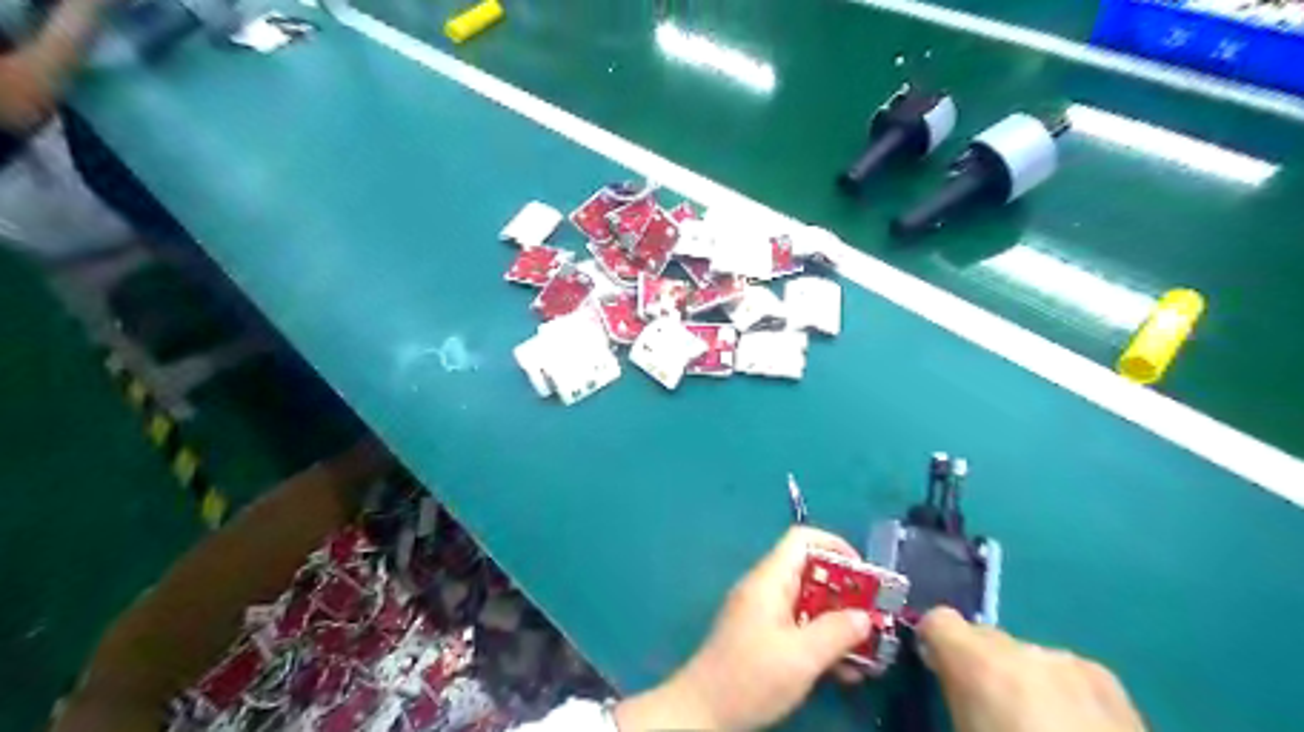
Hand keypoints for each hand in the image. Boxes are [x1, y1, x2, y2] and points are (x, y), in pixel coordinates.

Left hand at [614, 530, 874, 729]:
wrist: (703, 710)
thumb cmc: (751, 676)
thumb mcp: (801, 657)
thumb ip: (837, 632)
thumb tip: (866, 616)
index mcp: (769, 580)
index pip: (802, 539)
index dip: (835, 546)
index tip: (864, 575)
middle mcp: (765, 588)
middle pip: (810, 572)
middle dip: (845, 593)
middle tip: (874, 619)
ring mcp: (762, 612)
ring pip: (808, 603)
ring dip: (837, 623)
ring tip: (867, 652)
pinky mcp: (762, 636)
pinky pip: (798, 626)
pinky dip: (821, 640)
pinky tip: (843, 671)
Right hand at [922, 606, 1144, 731]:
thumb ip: (955, 698)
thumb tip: (950, 684)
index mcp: (980, 665)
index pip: (939, 620)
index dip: (935, 642)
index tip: (937, 669)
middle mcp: (1023, 651)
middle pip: (985, 637)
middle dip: (981, 663)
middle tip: (988, 712)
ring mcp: (1070, 663)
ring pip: (1027, 654)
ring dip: (1023, 678)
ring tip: (1039, 727)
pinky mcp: (1110, 683)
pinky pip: (1066, 672)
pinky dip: (1060, 691)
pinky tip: (1074, 730)